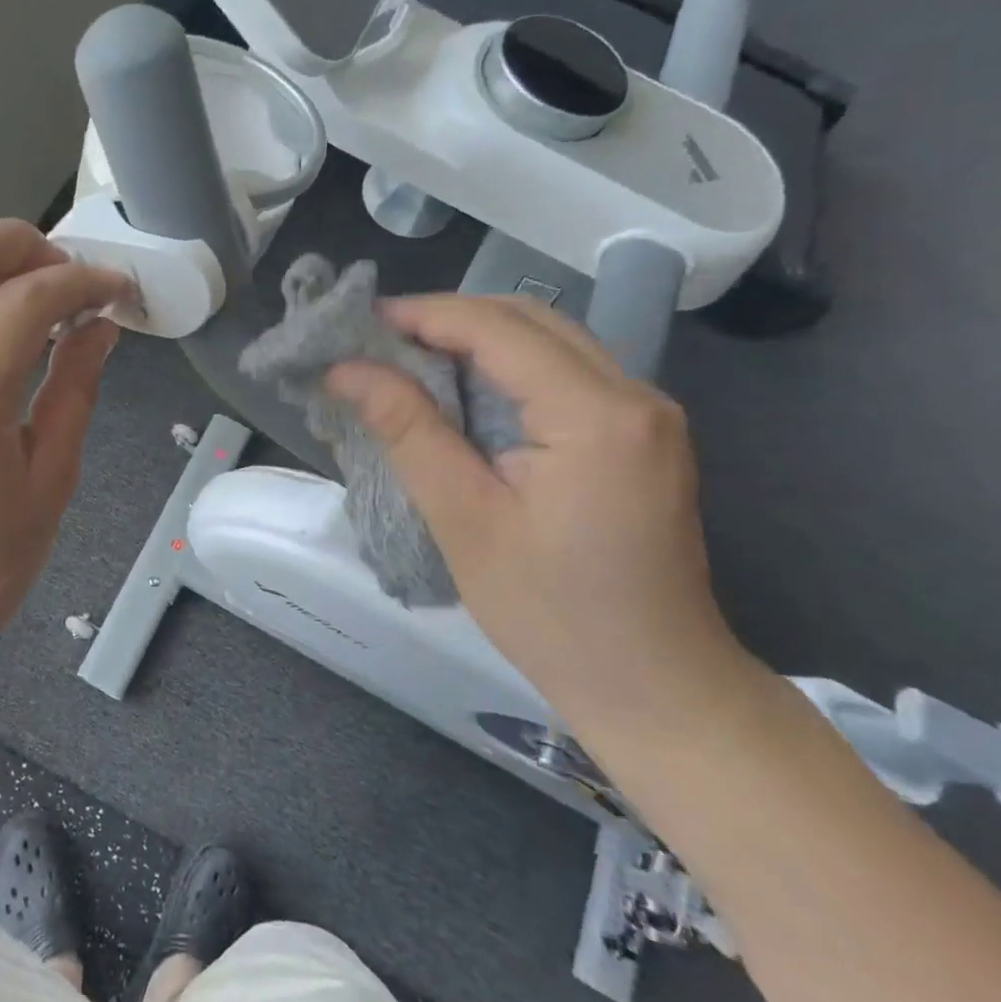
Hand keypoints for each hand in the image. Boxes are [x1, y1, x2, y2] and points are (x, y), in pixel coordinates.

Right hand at [327, 295, 752, 736]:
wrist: (655, 686)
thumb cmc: (551, 612)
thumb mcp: (463, 519)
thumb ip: (407, 430)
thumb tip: (345, 370)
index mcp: (595, 415)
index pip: (498, 328)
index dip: (422, 315)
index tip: (357, 324)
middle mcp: (633, 396)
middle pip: (528, 319)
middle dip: (446, 318)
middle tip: (376, 341)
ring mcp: (644, 414)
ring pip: (548, 340)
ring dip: (474, 338)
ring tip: (405, 360)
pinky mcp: (638, 435)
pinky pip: (563, 372)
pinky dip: (503, 367)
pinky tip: (459, 392)